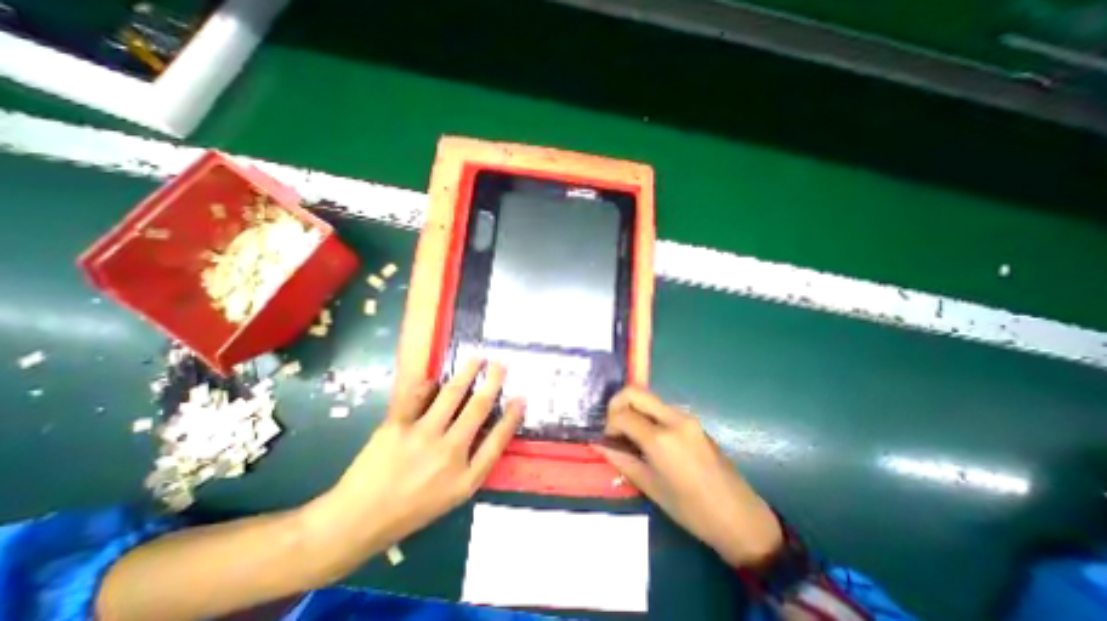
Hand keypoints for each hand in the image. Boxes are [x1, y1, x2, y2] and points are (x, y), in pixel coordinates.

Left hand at [305, 358, 523, 572]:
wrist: (356, 521)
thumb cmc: (411, 510)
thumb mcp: (452, 496)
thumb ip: (474, 464)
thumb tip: (487, 427)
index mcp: (465, 477)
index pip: (497, 440)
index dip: (512, 416)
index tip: (521, 397)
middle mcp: (448, 454)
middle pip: (478, 409)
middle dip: (493, 382)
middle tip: (500, 365)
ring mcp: (421, 437)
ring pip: (452, 395)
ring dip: (467, 373)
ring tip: (477, 359)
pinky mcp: (395, 426)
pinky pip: (416, 396)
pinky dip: (427, 385)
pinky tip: (433, 379)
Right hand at [597, 389, 777, 566]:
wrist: (741, 518)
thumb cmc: (692, 510)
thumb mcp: (650, 487)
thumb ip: (621, 460)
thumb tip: (599, 444)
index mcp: (661, 438)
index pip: (622, 413)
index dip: (609, 424)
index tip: (609, 440)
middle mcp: (673, 418)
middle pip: (635, 392)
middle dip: (617, 404)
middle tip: (614, 427)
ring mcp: (686, 416)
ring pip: (648, 398)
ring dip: (633, 409)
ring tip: (630, 435)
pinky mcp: (693, 420)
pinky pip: (661, 409)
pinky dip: (647, 415)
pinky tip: (649, 438)